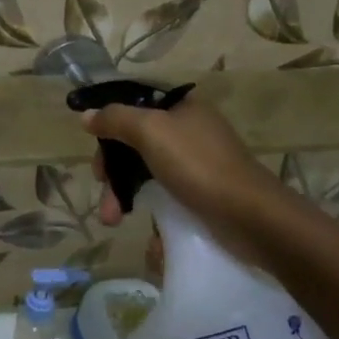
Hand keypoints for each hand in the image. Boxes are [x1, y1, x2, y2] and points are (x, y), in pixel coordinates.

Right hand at [83, 93, 280, 242]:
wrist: (251, 216)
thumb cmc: (198, 165)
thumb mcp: (150, 131)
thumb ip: (116, 120)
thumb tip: (87, 116)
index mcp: (181, 108)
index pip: (135, 104)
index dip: (110, 122)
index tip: (93, 144)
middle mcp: (189, 131)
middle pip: (136, 142)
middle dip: (114, 168)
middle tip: (102, 185)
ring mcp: (196, 164)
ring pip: (147, 173)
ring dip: (124, 195)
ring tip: (112, 220)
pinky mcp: (201, 195)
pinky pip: (166, 198)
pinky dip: (152, 212)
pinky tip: (147, 234)